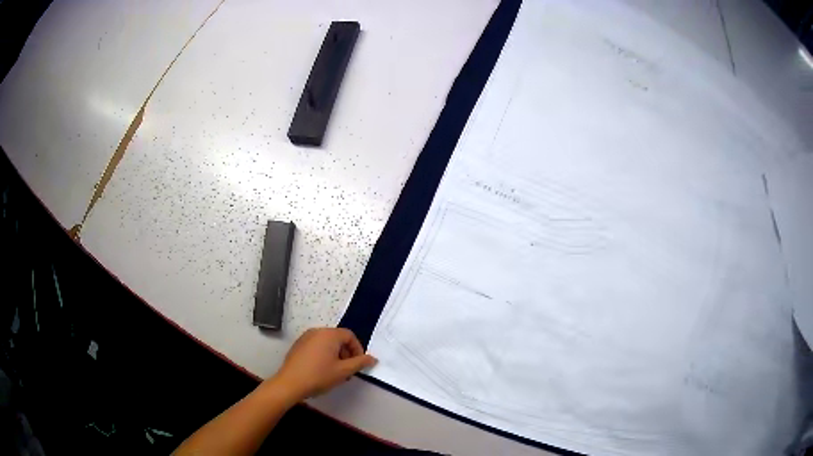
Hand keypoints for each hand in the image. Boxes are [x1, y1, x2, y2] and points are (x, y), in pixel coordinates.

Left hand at [270, 328, 376, 400]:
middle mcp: (317, 331)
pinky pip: (316, 346)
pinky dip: (323, 355)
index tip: (358, 364)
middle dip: (346, 353)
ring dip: (335, 355)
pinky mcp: (298, 345)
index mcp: (329, 334)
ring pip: (327, 343)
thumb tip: (373, 358)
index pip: (350, 336)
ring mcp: (305, 337)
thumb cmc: (319, 376)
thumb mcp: (343, 371)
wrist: (290, 383)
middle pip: (338, 338)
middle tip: (347, 370)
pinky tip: (321, 370)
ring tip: (335, 372)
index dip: (357, 349)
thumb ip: (360, 363)